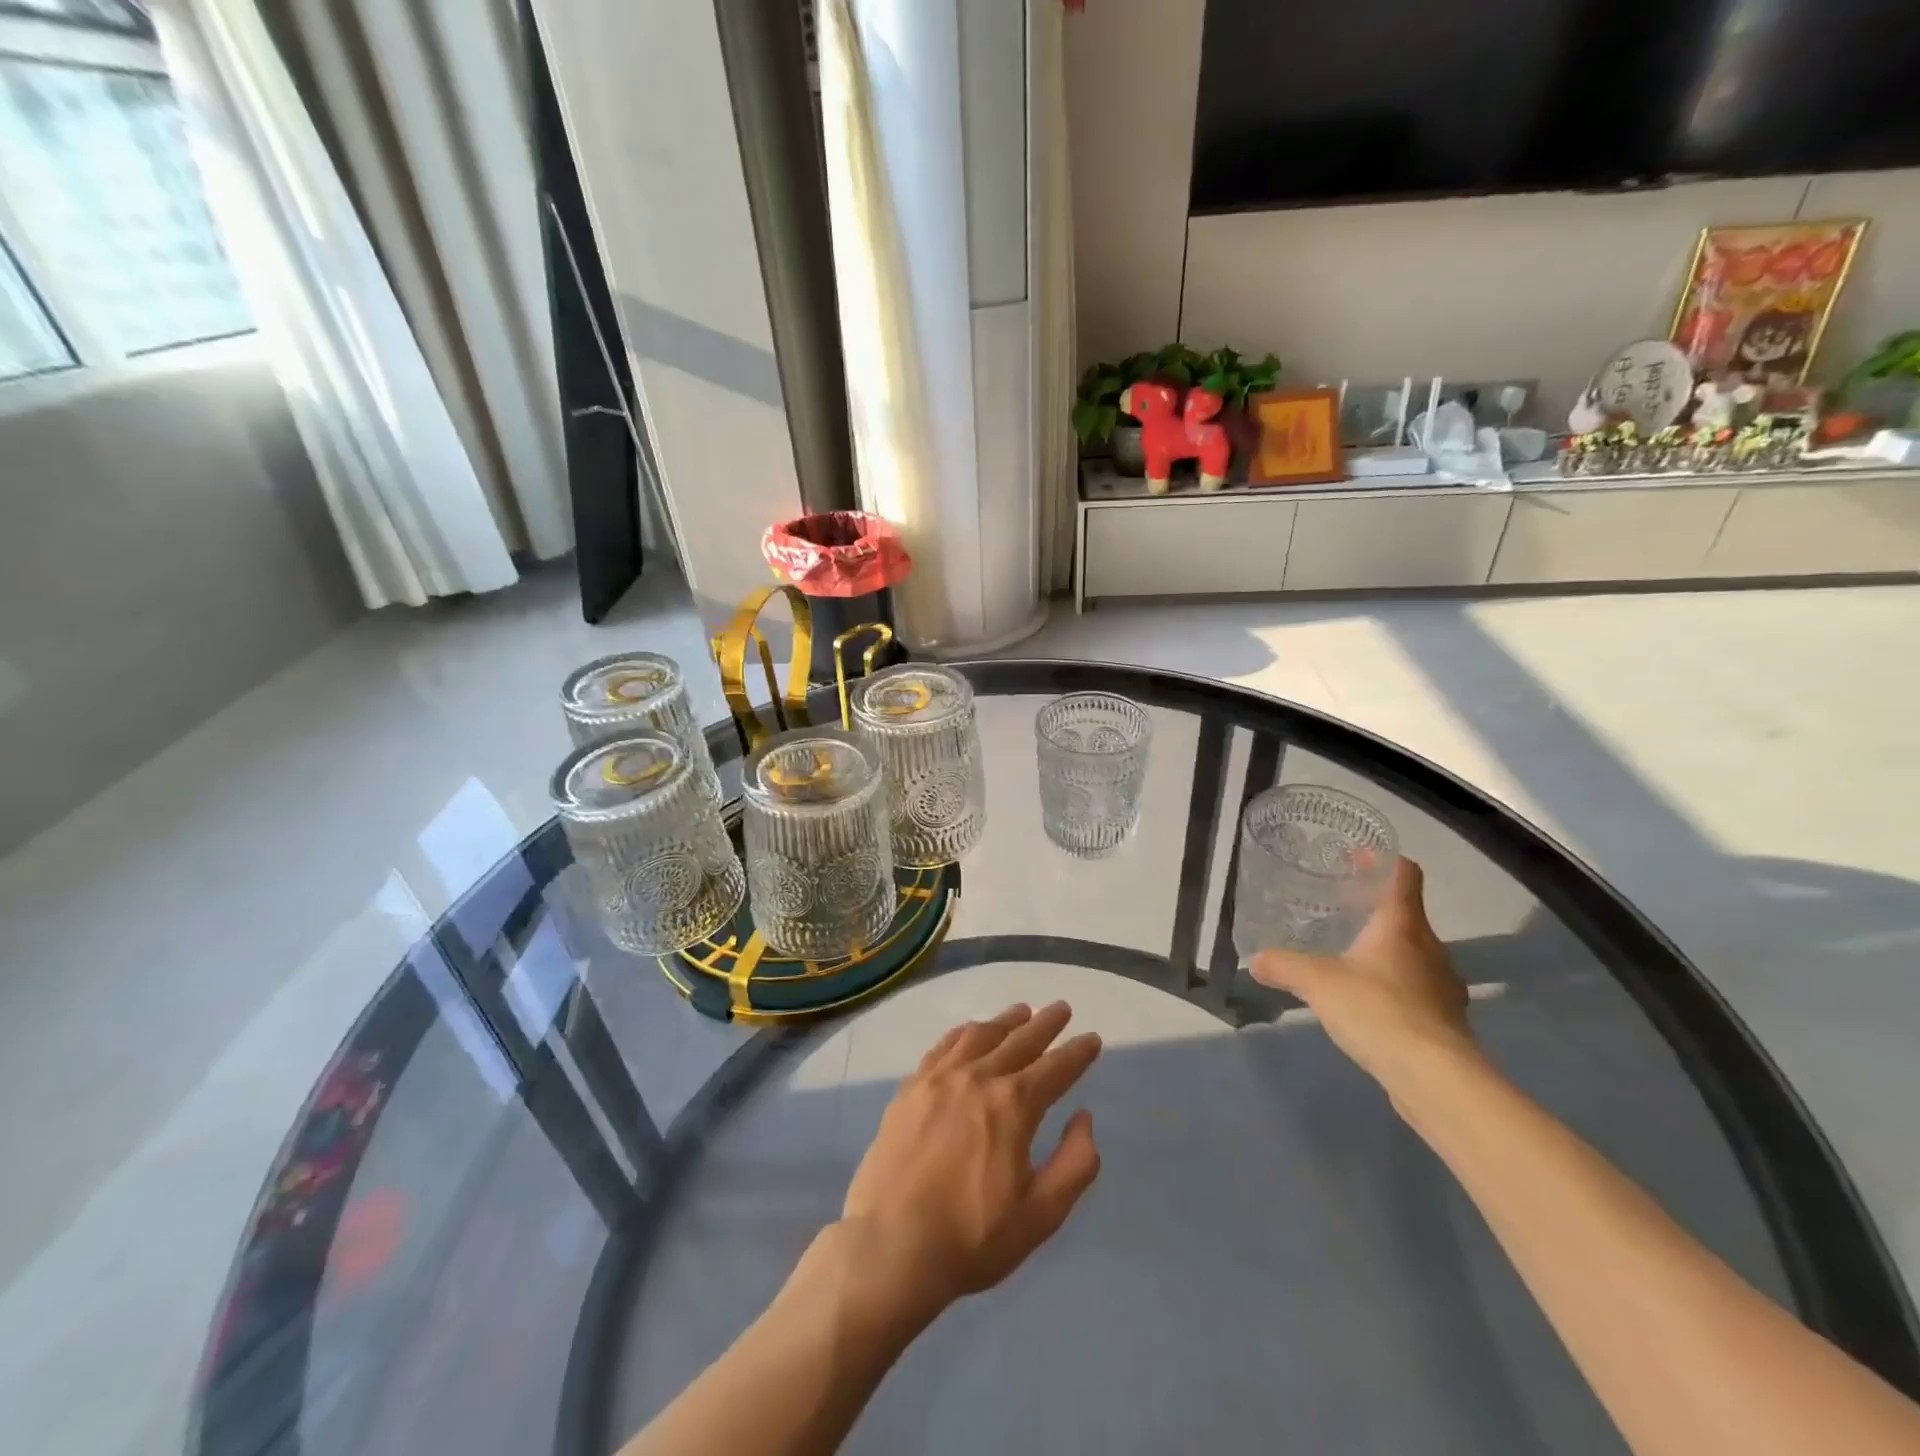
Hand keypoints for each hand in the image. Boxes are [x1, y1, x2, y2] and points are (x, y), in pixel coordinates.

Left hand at [838, 1002, 1102, 1324]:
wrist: (892, 1245)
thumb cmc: (972, 1237)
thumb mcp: (1041, 1214)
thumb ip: (1074, 1164)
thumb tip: (1084, 1118)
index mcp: (1014, 1105)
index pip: (1056, 1068)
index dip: (1077, 1053)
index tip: (1092, 1038)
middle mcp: (979, 1077)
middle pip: (1019, 1040)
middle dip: (1045, 1024)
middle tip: (1062, 1008)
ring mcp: (940, 1078)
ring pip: (980, 1035)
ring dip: (1005, 1021)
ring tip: (1021, 1011)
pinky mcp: (911, 1087)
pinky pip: (943, 1046)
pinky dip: (964, 1032)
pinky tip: (970, 1031)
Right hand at [1249, 858, 1478, 1094]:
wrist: (1435, 1079)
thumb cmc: (1378, 1010)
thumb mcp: (1317, 981)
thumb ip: (1284, 966)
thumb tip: (1256, 960)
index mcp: (1403, 926)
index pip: (1404, 876)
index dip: (1382, 860)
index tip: (1356, 856)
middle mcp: (1430, 949)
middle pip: (1407, 916)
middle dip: (1374, 910)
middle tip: (1339, 910)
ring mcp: (1443, 987)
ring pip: (1412, 955)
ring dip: (1384, 951)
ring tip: (1347, 958)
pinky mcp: (1445, 1023)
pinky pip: (1416, 991)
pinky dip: (1392, 988)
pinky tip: (1366, 1004)